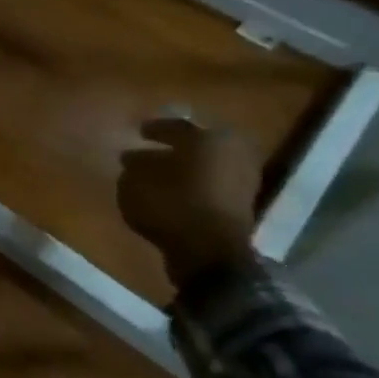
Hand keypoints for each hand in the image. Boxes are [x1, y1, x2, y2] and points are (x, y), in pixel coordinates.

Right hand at [117, 118, 261, 286]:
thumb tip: (135, 157)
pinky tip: (174, 189)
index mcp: (208, 138)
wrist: (209, 251)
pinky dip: (194, 183)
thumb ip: (135, 165)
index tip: (136, 131)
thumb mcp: (135, 181)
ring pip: (206, 163)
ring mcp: (243, 177)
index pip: (175, 126)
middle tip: (150, 148)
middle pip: (196, 143)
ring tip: (159, 172)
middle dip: (174, 146)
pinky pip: (212, 183)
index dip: (152, 129)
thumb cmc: (169, 206)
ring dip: (184, 166)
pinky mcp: (242, 202)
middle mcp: (231, 151)